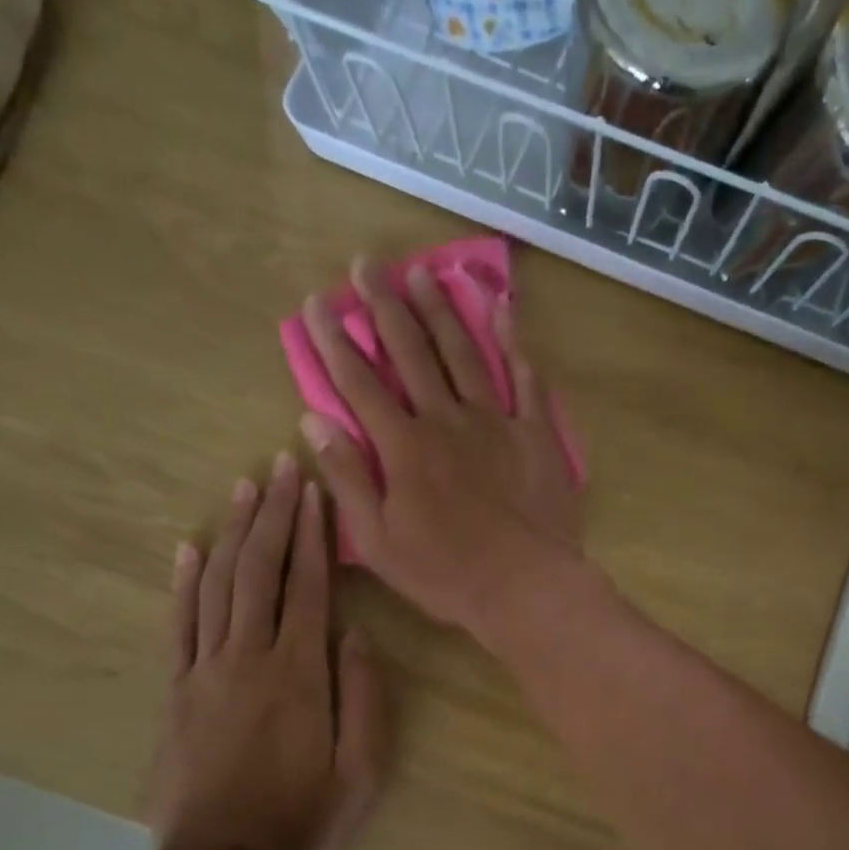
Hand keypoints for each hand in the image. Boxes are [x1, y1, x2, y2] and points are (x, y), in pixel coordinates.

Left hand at [148, 455, 386, 849]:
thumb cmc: (304, 816)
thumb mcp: (363, 768)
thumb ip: (363, 697)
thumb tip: (354, 634)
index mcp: (299, 673)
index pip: (307, 586)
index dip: (311, 535)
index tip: (314, 490)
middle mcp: (249, 657)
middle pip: (260, 571)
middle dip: (273, 514)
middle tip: (281, 465)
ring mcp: (205, 670)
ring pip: (218, 586)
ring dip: (232, 533)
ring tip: (243, 487)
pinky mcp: (176, 690)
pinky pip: (178, 625)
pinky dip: (184, 582)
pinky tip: (190, 547)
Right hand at [298, 259, 583, 644]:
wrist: (527, 586)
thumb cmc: (447, 574)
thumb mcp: (379, 541)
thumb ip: (348, 479)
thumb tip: (313, 421)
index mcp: (404, 447)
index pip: (358, 382)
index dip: (334, 340)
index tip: (317, 302)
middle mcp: (446, 420)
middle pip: (410, 351)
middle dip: (383, 305)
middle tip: (367, 263)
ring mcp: (494, 421)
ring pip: (462, 352)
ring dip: (439, 309)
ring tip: (422, 271)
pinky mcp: (534, 432)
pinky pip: (524, 377)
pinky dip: (513, 340)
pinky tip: (501, 307)